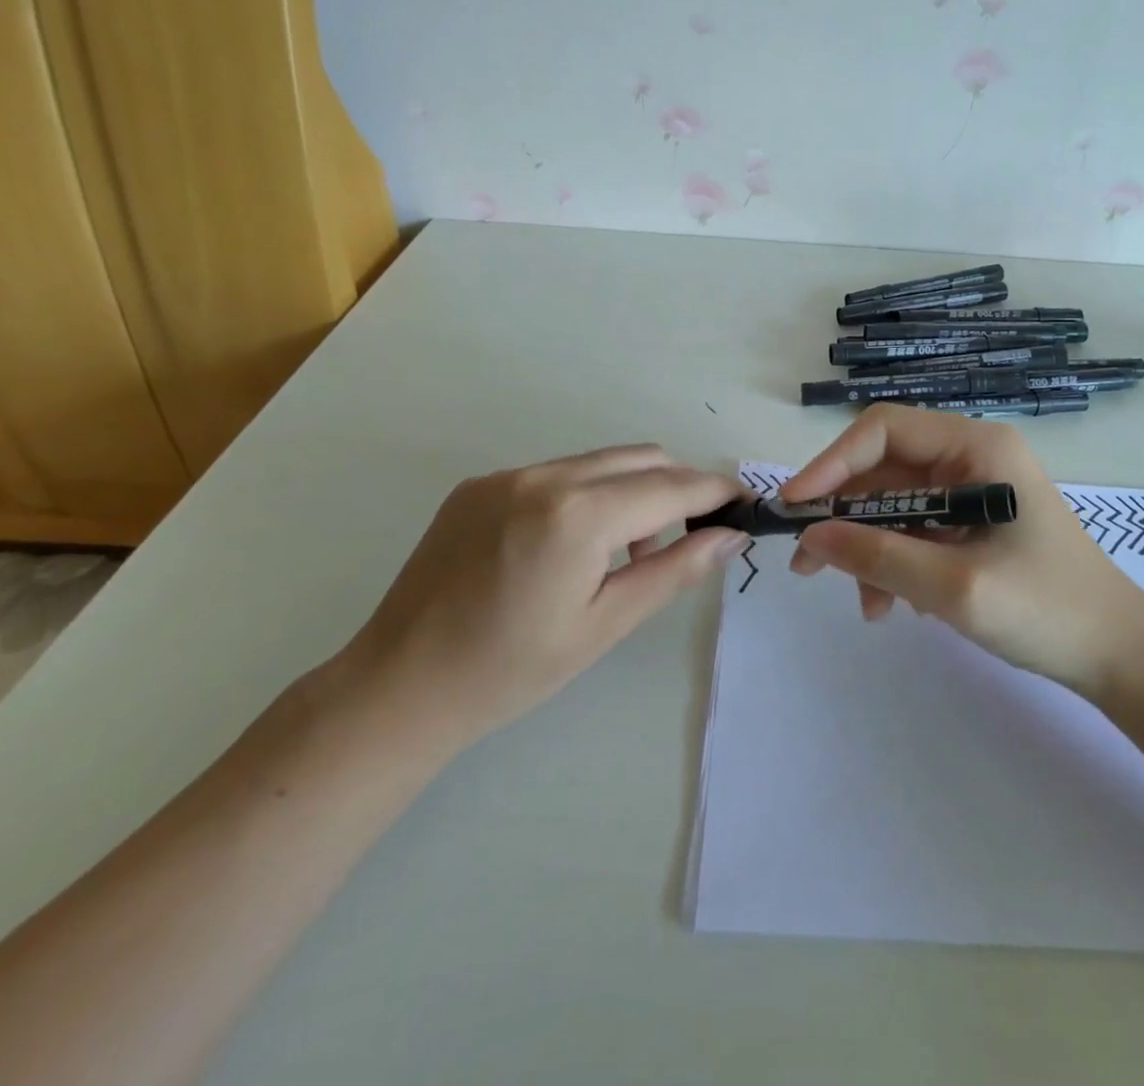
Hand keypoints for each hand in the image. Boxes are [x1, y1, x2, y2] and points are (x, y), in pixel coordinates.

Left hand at [345, 445, 747, 750]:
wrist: (399, 686)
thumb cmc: (512, 670)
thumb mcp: (606, 625)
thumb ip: (675, 571)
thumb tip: (730, 536)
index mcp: (578, 514)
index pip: (671, 486)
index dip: (715, 491)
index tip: (743, 503)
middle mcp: (544, 476)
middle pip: (642, 458)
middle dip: (679, 486)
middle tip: (691, 534)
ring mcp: (507, 475)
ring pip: (600, 461)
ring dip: (633, 489)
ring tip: (628, 549)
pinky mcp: (480, 484)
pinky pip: (557, 473)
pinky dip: (587, 493)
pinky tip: (574, 544)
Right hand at [781, 405, 1143, 696]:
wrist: (1119, 656)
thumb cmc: (1046, 610)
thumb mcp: (954, 586)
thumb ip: (877, 556)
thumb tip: (811, 535)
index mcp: (976, 447)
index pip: (882, 430)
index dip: (832, 463)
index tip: (797, 507)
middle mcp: (971, 456)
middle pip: (884, 469)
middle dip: (844, 515)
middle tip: (806, 563)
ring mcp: (973, 489)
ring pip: (894, 504)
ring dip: (869, 548)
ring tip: (865, 605)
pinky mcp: (973, 522)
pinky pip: (915, 529)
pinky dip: (895, 561)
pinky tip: (897, 605)